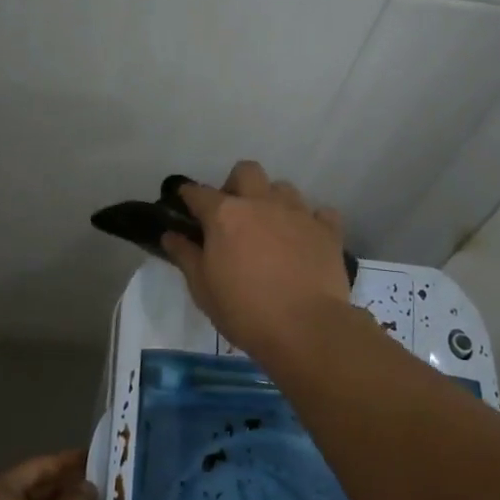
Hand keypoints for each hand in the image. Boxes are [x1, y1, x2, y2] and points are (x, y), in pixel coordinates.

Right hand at [160, 160, 354, 359]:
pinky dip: (309, 221)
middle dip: (235, 185)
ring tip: (270, 228)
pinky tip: (304, 239)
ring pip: (283, 188)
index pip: (198, 192)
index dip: (188, 196)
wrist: (306, 328)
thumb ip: (186, 256)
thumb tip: (171, 235)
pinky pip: (319, 212)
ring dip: (272, 201)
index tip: (185, 203)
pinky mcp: (328, 230)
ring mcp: (298, 213)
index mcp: (225, 215)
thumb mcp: (203, 289)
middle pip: (246, 171)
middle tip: (232, 214)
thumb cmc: (245, 311)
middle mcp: (261, 203)